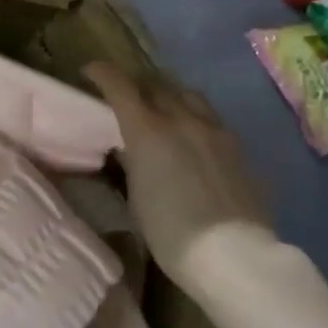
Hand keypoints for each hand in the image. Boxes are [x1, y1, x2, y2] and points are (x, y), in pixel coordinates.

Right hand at [84, 62, 270, 294]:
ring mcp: (214, 130)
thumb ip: (133, 162)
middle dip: (136, 85)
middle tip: (126, 96)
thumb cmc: (170, 233)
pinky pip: (209, 117)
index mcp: (148, 131)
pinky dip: (192, 116)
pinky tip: (191, 136)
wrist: (233, 255)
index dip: (102, 74)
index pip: (120, 86)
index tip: (91, 71)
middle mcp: (181, 119)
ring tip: (161, 109)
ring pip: (187, 95)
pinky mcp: (236, 146)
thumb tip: (130, 149)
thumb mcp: (136, 197)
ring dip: (168, 95)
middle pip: (155, 85)